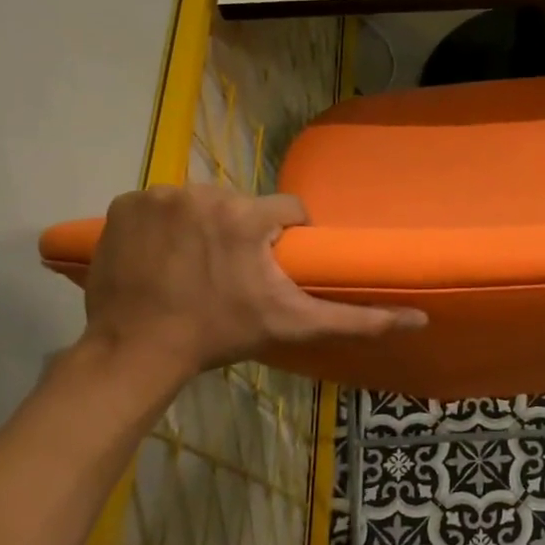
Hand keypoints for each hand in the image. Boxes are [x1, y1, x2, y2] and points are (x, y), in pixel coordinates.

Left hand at [79, 183, 425, 380]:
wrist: (136, 351)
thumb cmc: (220, 335)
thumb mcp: (293, 325)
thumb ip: (358, 319)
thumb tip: (420, 318)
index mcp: (247, 216)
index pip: (287, 210)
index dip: (286, 237)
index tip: (273, 267)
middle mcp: (204, 193)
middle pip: (241, 205)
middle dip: (242, 233)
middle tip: (232, 274)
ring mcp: (158, 196)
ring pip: (201, 203)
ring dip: (204, 227)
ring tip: (195, 267)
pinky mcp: (123, 204)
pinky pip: (158, 205)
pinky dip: (163, 226)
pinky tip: (161, 257)